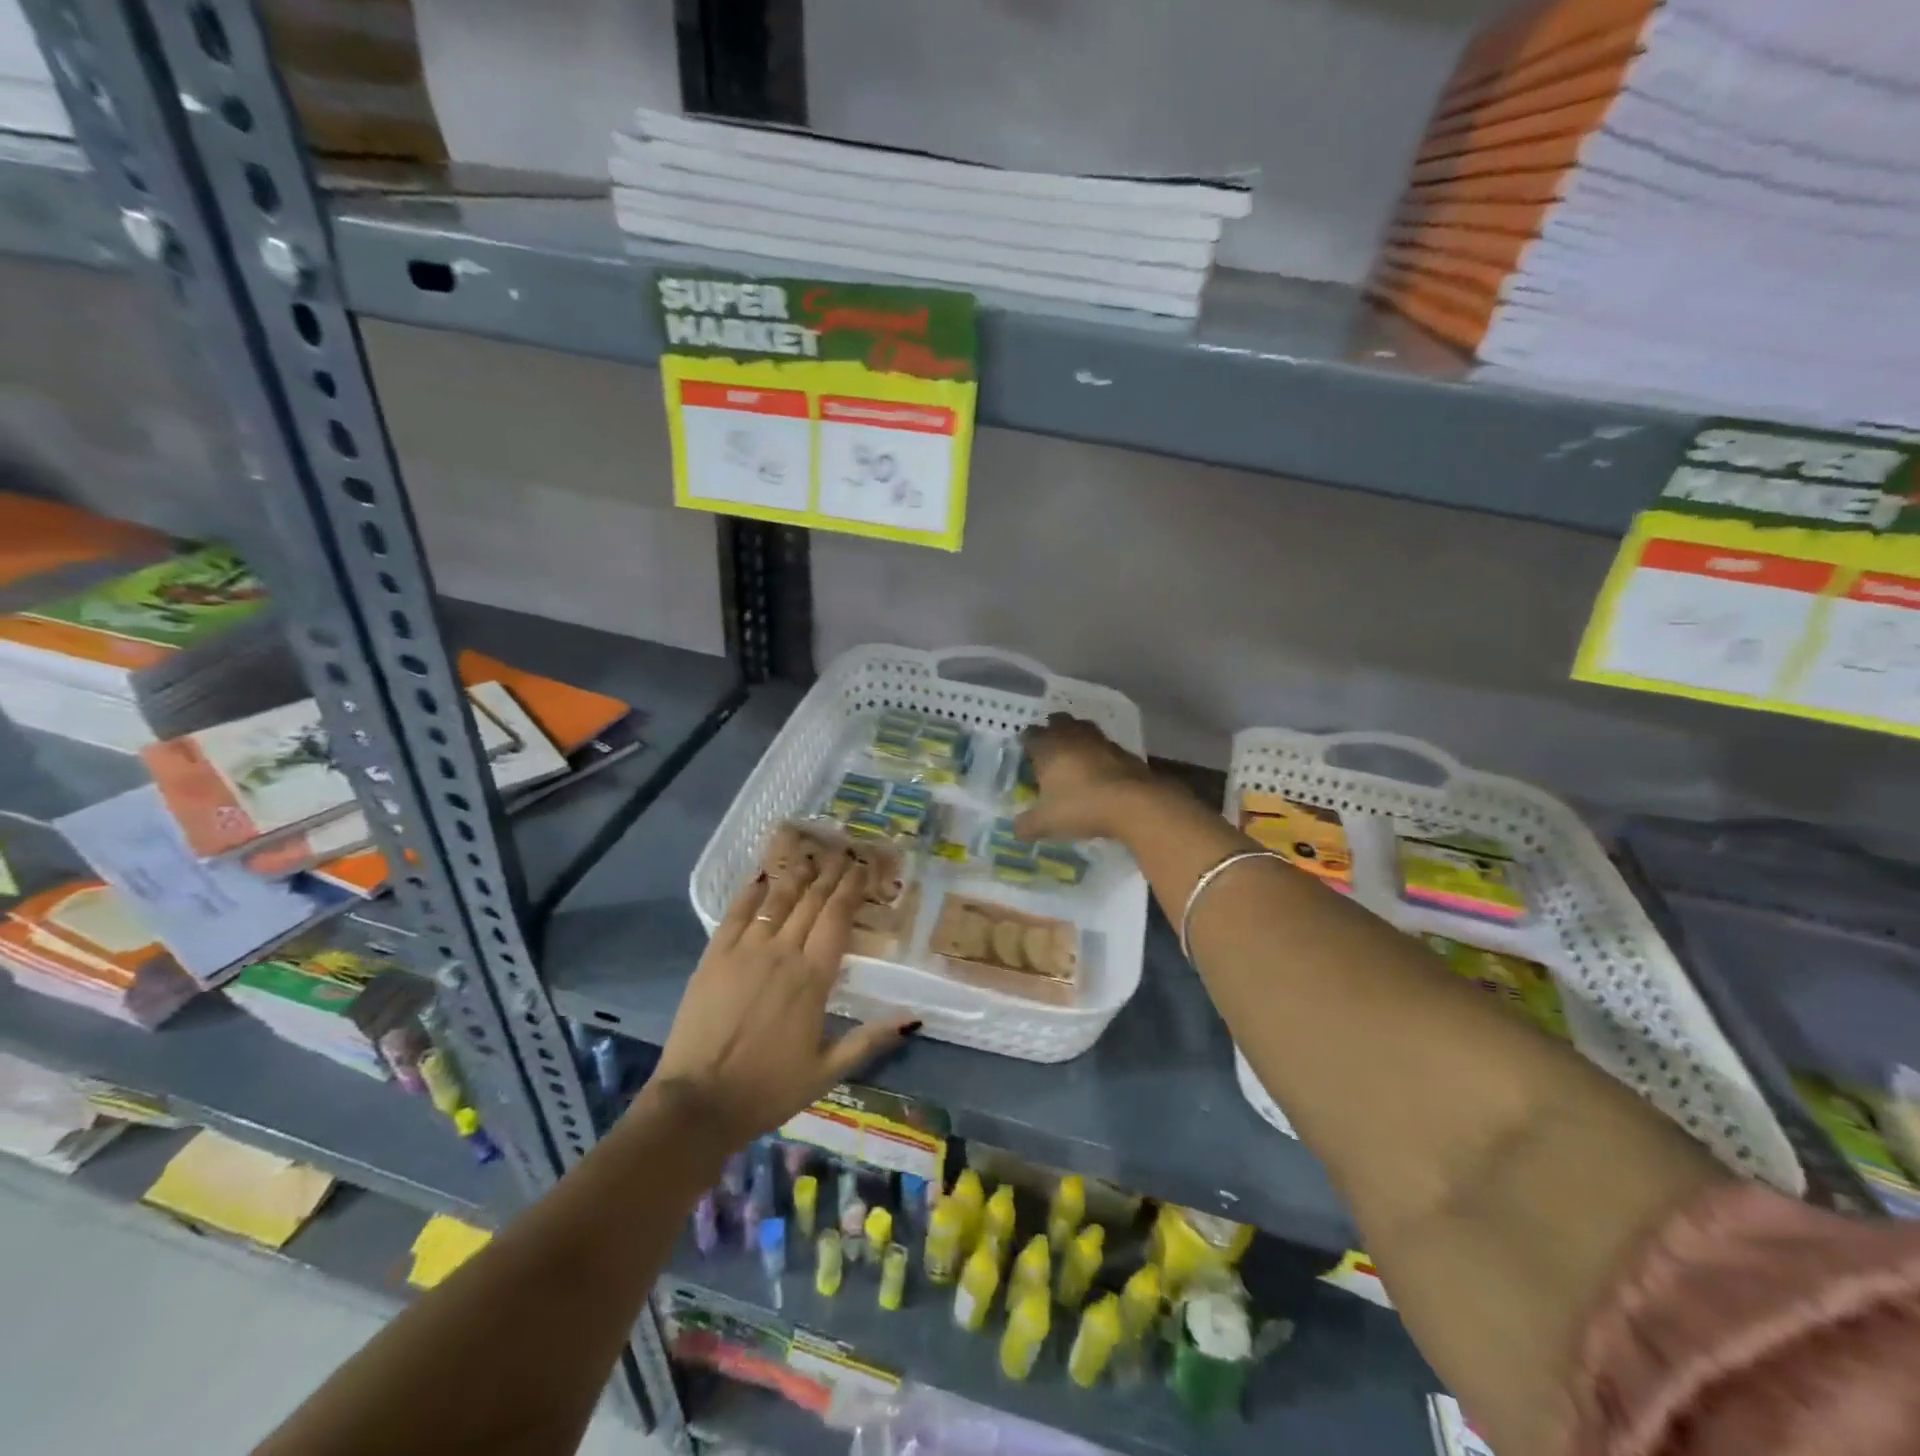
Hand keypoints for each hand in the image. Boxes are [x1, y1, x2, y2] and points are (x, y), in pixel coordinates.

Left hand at [647, 850, 915, 1144]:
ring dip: (796, 875)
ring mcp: (745, 951)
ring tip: (809, 857)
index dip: (850, 890)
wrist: (698, 1103)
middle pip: (811, 902)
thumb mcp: (827, 1071)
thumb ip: (869, 1039)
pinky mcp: (714, 956)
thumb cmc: (768, 1089)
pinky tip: (760, 877)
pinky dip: (751, 892)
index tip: (861, 868)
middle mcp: (783, 953)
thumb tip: (912, 1018)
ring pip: (777, 901)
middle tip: (841, 853)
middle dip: (829, 875)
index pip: (837, 919)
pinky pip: (736, 913)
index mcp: (813, 978)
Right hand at [1014, 712, 1166, 841]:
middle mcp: (1071, 736)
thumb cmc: (1081, 806)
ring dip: (1077, 738)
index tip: (1026, 756)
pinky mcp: (1123, 750)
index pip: (1030, 735)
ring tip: (1074, 758)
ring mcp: (1099, 740)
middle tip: (1049, 751)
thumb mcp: (1046, 822)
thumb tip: (1016, 830)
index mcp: (1047, 747)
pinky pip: (1104, 746)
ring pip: (1083, 729)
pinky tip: (1099, 771)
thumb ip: (1026, 825)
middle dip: (1052, 731)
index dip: (1026, 744)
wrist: (1134, 803)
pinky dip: (1098, 754)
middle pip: (1058, 722)